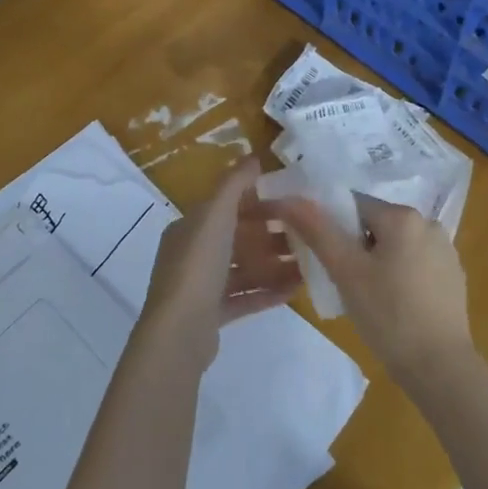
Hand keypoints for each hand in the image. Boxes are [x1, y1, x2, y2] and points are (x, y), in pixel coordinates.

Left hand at [138, 159, 299, 369]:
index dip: (256, 203)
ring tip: (308, 264)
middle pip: (237, 240)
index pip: (225, 208)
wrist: (179, 331)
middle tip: (306, 235)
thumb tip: (253, 157)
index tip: (290, 203)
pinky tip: (296, 290)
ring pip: (243, 270)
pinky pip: (245, 297)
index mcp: (189, 228)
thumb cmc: (198, 265)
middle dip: (270, 236)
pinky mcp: (212, 315)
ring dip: (274, 266)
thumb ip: (234, 184)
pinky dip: (268, 292)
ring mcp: (201, 287)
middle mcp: (192, 254)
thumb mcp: (215, 215)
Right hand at [265, 193, 472, 388]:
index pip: (354, 205)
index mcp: (404, 216)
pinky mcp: (453, 277)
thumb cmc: (389, 314)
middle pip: (376, 225)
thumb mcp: (345, 271)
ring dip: (376, 262)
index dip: (333, 229)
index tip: (326, 259)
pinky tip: (393, 306)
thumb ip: (317, 230)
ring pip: (395, 246)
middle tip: (342, 281)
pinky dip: (399, 276)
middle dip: (355, 248)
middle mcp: (429, 224)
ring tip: (366, 298)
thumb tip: (289, 199)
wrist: (440, 368)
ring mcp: (446, 252)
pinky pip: (415, 265)